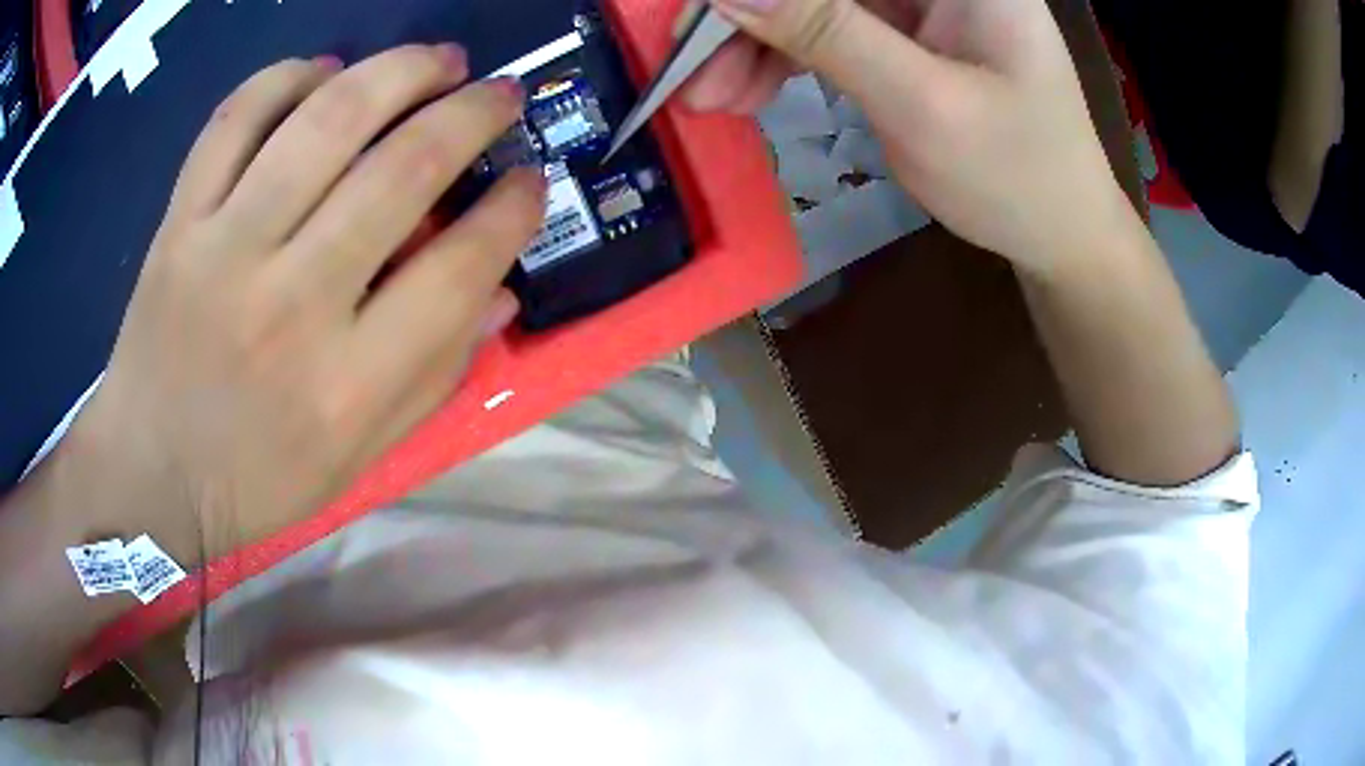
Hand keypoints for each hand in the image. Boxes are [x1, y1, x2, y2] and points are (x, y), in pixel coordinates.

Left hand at [71, 46, 543, 564]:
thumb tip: (498, 290)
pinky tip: (324, 71)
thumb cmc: (256, 479)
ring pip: (325, 121)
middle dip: (472, 115)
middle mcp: (291, 304)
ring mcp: (224, 251)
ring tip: (437, 59)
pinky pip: (235, 119)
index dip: (513, 211)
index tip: (530, 181)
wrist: (148, 478)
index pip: (458, 270)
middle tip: (498, 95)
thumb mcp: (359, 459)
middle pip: (402, 171)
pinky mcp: (179, 223)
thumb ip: (433, 377)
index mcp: (347, 384)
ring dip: (398, 71)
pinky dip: (287, 77)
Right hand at [685, 0, 1132, 274]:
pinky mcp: (906, 30)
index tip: (696, 25)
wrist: (1061, 233)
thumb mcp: (923, 106)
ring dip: (756, 41)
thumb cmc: (1017, 178)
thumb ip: (829, 35)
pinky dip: (784, 56)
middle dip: (750, 17)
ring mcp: (921, 1)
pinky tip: (752, 92)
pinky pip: (827, 27)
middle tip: (693, 78)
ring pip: (813, 1)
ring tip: (713, 100)